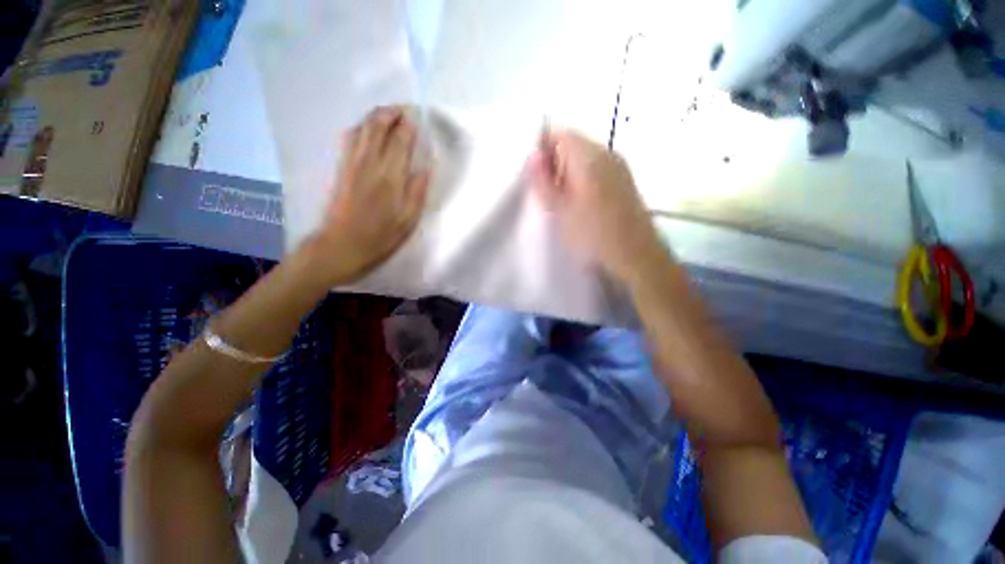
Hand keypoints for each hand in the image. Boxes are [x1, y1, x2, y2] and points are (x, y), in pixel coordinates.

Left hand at [302, 106, 429, 285]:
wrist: (343, 244)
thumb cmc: (381, 236)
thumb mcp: (408, 220)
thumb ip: (418, 191)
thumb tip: (426, 168)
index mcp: (390, 177)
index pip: (400, 140)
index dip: (408, 125)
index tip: (416, 117)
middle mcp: (369, 163)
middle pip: (377, 125)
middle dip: (391, 113)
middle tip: (404, 111)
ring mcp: (352, 163)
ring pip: (362, 127)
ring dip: (375, 116)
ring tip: (389, 116)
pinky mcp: (341, 167)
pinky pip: (350, 138)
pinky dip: (361, 127)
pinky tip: (367, 129)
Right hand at [527, 127, 662, 281]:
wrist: (636, 256)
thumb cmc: (593, 236)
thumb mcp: (560, 212)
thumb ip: (543, 182)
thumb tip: (532, 156)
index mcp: (589, 157)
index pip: (559, 133)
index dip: (542, 148)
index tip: (534, 174)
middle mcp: (607, 153)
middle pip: (572, 143)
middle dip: (554, 162)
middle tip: (545, 191)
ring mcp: (619, 166)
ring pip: (584, 157)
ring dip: (567, 172)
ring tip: (561, 200)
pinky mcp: (624, 180)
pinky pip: (597, 168)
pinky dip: (583, 179)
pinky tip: (580, 204)